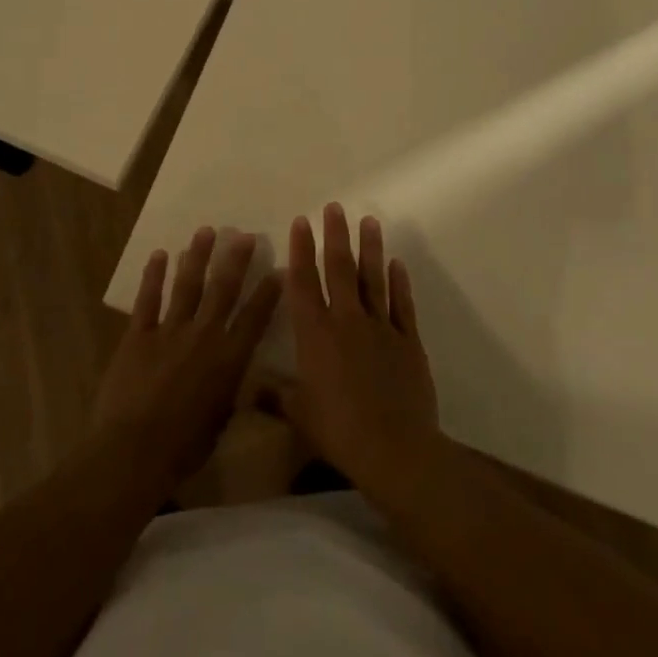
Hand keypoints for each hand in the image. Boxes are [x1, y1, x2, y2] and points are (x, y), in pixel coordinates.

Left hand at [93, 227, 281, 489]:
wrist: (135, 450)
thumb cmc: (184, 447)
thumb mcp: (221, 422)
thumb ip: (232, 392)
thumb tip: (243, 377)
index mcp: (229, 360)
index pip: (255, 318)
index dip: (268, 293)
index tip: (280, 268)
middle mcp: (204, 336)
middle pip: (223, 290)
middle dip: (235, 260)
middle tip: (244, 235)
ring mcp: (169, 331)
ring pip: (187, 286)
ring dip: (197, 257)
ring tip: (206, 232)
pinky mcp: (138, 335)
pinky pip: (148, 299)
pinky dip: (154, 276)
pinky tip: (159, 255)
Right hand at [275, 204, 440, 489]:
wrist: (394, 448)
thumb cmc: (338, 430)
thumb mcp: (299, 414)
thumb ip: (275, 395)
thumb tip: (249, 387)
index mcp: (315, 334)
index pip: (304, 282)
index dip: (301, 250)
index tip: (301, 222)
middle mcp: (346, 321)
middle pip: (340, 269)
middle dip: (336, 236)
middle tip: (336, 207)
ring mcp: (380, 328)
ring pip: (374, 279)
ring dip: (371, 249)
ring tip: (370, 221)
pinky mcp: (408, 342)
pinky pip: (402, 305)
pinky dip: (399, 283)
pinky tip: (397, 263)